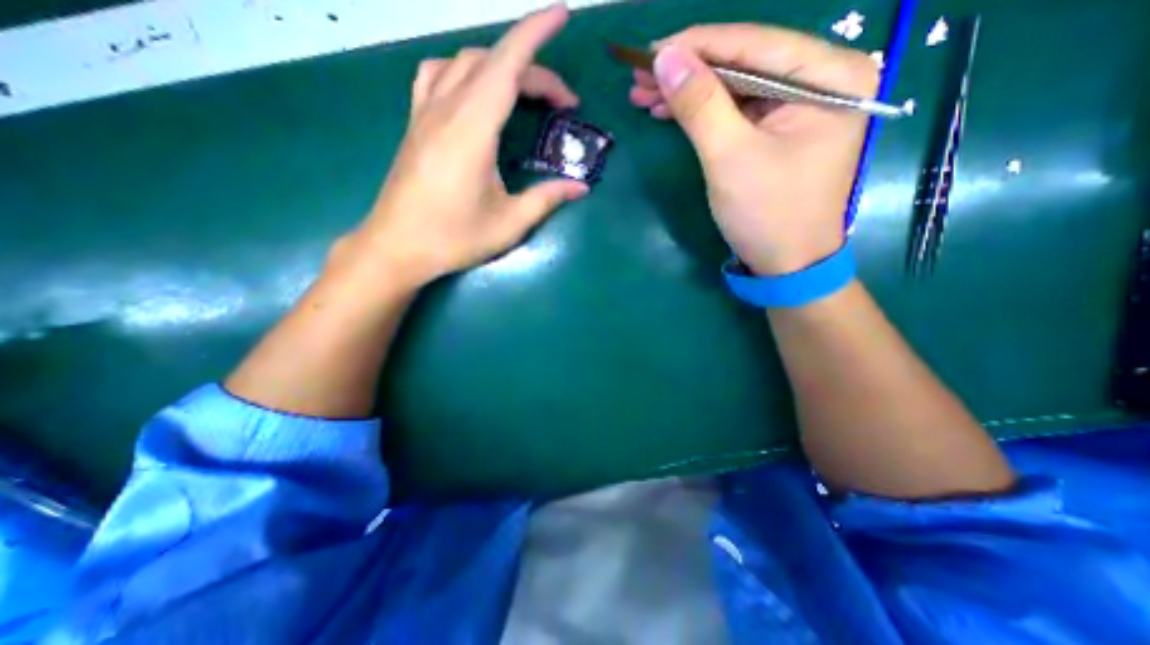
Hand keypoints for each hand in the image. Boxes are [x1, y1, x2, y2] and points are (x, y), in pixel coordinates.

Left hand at [343, 3, 583, 288]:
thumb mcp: (509, 223)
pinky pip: (436, 76)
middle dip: (533, 70)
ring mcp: (424, 114)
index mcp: (472, 130)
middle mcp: (445, 110)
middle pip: (492, 62)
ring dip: (498, 66)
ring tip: (522, 92)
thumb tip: (579, 187)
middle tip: (561, 104)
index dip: (536, 35)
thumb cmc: (454, 238)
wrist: (397, 248)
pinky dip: (462, 71)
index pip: (507, 65)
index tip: (561, 15)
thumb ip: (546, 199)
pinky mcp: (414, 125)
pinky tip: (473, 92)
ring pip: (462, 62)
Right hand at [629, 24, 881, 272]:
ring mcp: (799, 107)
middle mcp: (821, 81)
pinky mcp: (778, 132)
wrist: (786, 265)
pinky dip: (702, 114)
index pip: (753, 44)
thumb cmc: (767, 213)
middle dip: (688, 72)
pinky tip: (671, 112)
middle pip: (742, 63)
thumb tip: (666, 57)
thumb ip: (700, 103)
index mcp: (828, 76)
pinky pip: (736, 111)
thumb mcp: (729, 157)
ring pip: (734, 87)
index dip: (696, 45)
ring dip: (688, 93)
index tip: (649, 51)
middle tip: (639, 77)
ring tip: (645, 96)